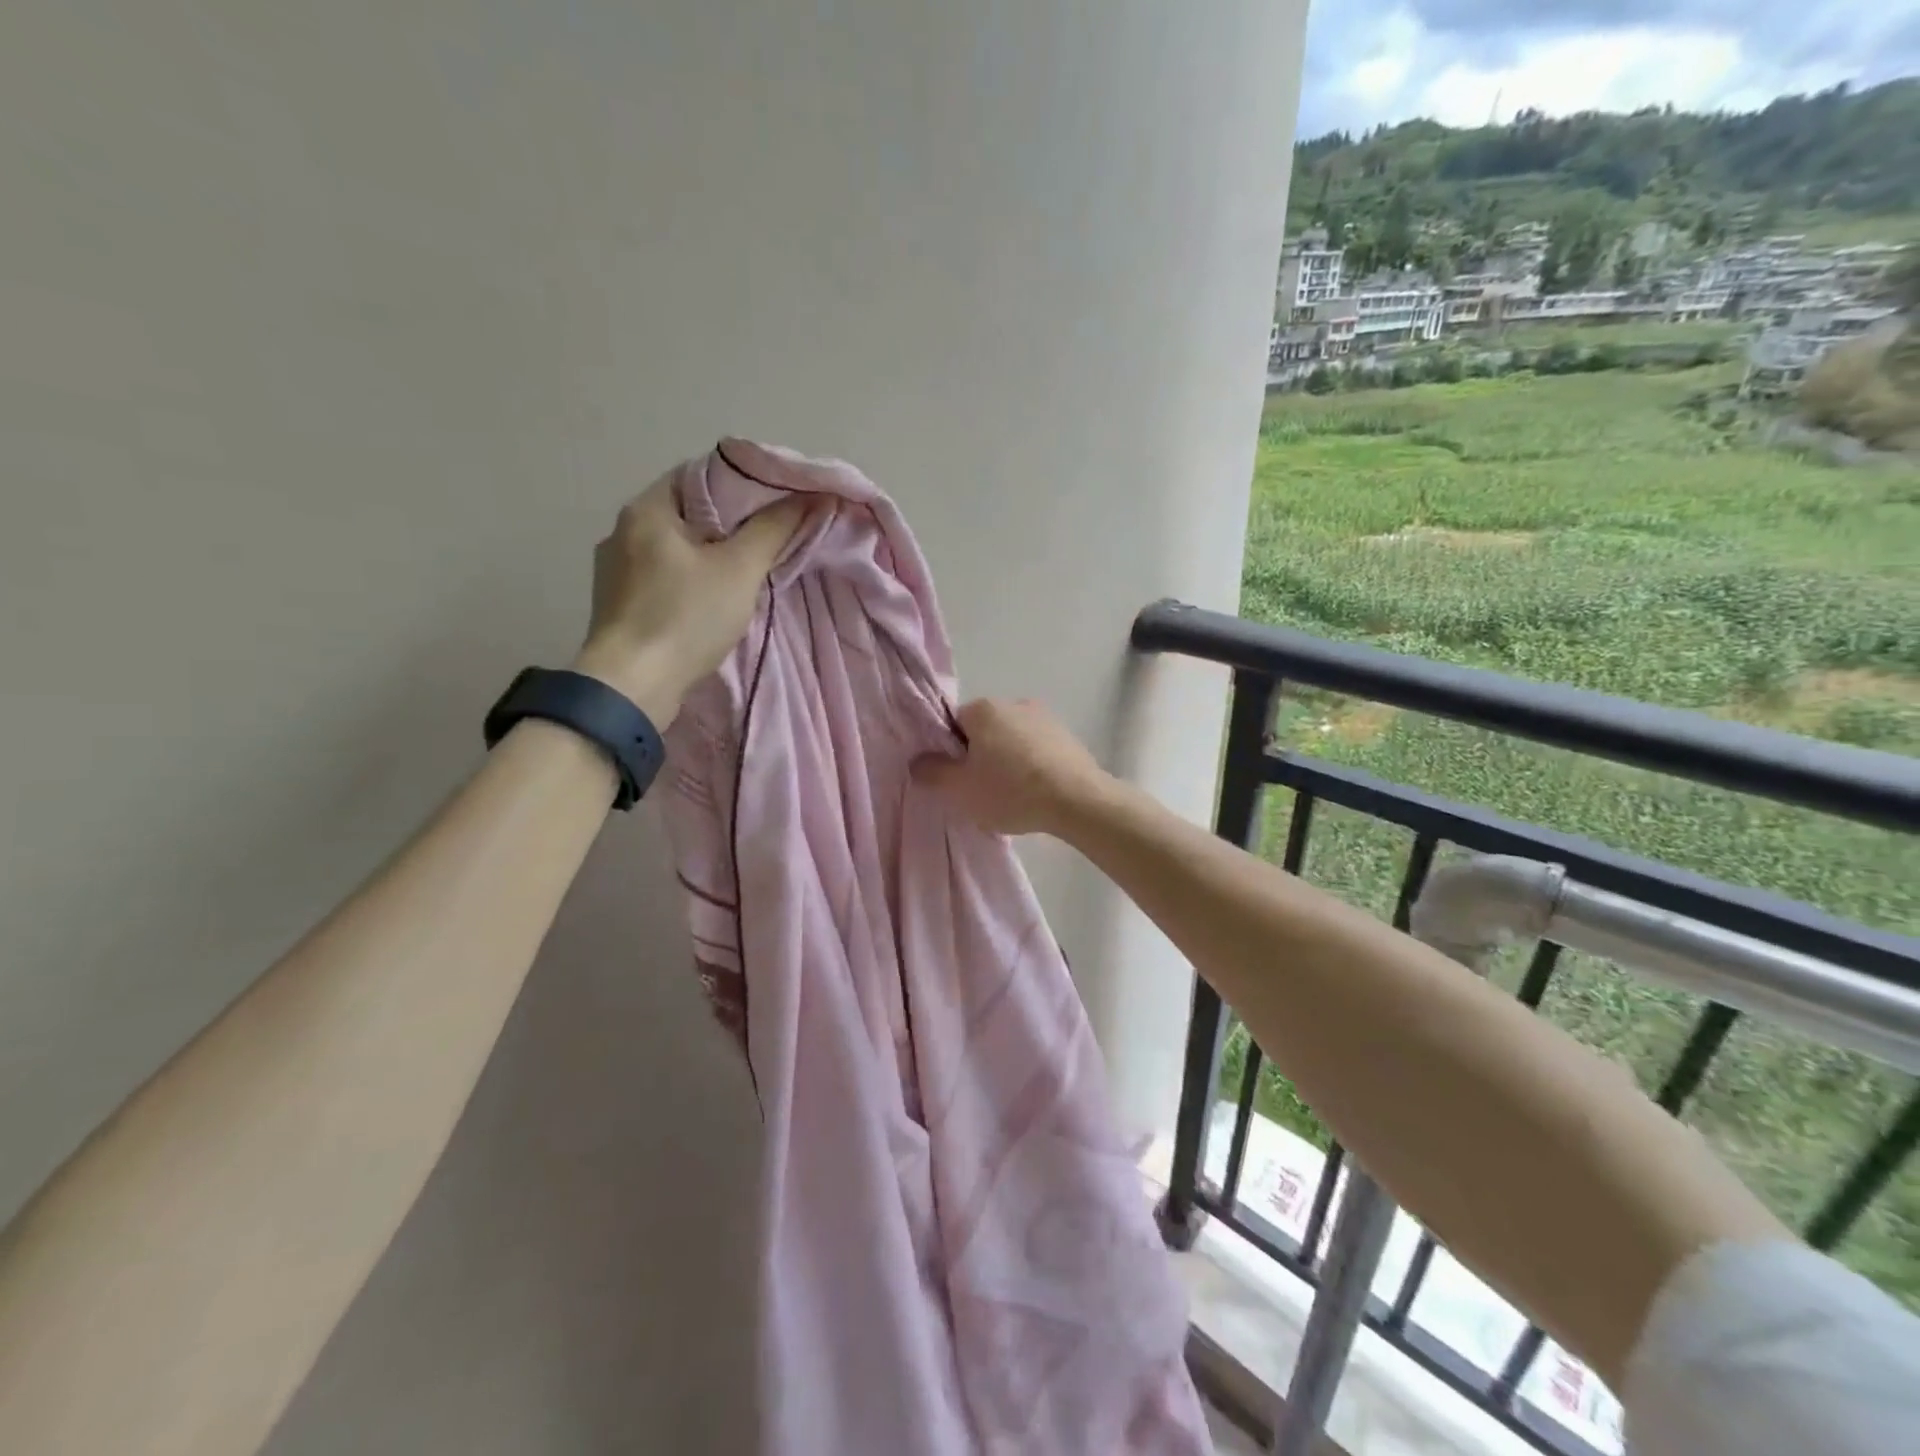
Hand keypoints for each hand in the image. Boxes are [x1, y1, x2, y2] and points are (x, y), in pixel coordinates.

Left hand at [571, 476, 809, 721]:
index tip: (775, 504)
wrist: (632, 687)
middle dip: (729, 525)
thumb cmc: (685, 617)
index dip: (742, 484)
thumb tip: (812, 496)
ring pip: (675, 550)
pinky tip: (711, 602)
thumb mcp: (739, 569)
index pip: (699, 475)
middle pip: (687, 513)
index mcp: (646, 510)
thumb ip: (774, 529)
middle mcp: (622, 532)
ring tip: (746, 573)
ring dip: (709, 557)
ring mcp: (615, 571)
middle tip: (769, 539)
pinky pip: (663, 580)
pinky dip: (690, 583)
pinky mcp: (619, 606)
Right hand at [911, 699, 1111, 836]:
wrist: (1077, 801)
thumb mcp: (960, 789)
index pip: (953, 723)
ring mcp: (1045, 718)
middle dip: (980, 756)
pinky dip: (1031, 767)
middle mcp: (1014, 703)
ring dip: (1007, 761)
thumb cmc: (1011, 790)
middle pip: (984, 731)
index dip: (950, 752)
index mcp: (984, 708)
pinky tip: (1035, 793)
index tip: (958, 778)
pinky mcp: (1068, 737)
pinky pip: (1037, 750)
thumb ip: (932, 772)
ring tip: (1011, 796)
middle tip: (981, 791)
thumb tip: (918, 761)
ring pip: (1012, 740)